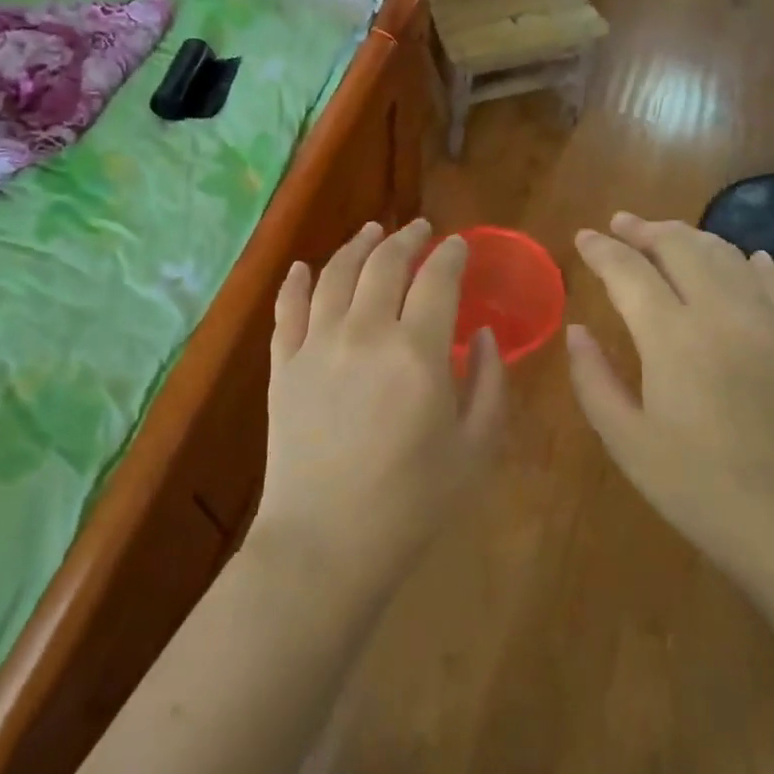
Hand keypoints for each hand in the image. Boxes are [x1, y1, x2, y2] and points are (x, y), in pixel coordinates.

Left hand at [253, 219, 506, 586]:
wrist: (326, 544)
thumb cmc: (412, 503)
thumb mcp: (476, 448)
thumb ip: (490, 383)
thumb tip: (484, 334)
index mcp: (418, 351)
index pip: (438, 278)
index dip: (452, 254)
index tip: (460, 245)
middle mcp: (365, 332)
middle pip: (385, 263)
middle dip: (408, 238)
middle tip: (421, 229)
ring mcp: (316, 344)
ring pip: (336, 274)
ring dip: (357, 245)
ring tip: (372, 231)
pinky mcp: (282, 365)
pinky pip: (287, 308)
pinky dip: (295, 281)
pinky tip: (302, 267)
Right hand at [567, 213, 773, 565]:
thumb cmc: (700, 490)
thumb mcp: (627, 441)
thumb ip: (593, 379)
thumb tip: (577, 331)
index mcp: (671, 338)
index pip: (628, 271)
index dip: (601, 249)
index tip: (583, 236)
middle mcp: (720, 313)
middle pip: (680, 247)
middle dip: (645, 229)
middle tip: (621, 224)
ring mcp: (768, 322)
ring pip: (726, 254)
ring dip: (690, 237)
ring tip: (666, 235)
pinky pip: (773, 280)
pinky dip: (749, 260)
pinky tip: (743, 258)